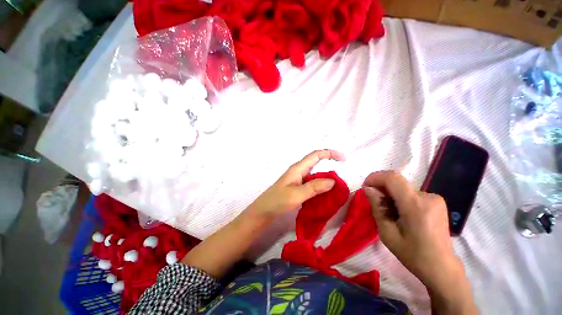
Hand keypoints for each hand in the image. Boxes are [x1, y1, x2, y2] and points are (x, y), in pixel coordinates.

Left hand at [246, 150, 344, 219]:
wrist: (263, 212)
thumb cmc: (277, 201)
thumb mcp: (296, 194)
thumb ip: (314, 187)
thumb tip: (332, 181)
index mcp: (298, 169)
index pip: (315, 155)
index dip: (329, 154)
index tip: (343, 159)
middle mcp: (299, 171)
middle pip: (316, 163)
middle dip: (330, 165)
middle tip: (342, 177)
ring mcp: (298, 180)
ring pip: (315, 175)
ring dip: (326, 178)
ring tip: (337, 187)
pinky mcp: (298, 188)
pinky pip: (312, 183)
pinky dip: (321, 186)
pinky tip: (326, 194)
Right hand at [362, 171, 458, 287]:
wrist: (441, 266)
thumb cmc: (412, 254)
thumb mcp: (387, 233)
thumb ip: (377, 207)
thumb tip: (368, 189)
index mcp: (415, 206)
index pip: (392, 178)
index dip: (375, 177)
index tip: (366, 187)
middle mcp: (427, 197)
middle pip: (397, 182)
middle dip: (381, 189)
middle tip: (376, 204)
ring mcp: (434, 198)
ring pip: (403, 188)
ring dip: (391, 195)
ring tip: (390, 213)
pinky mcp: (436, 201)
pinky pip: (411, 193)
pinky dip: (400, 198)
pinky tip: (401, 214)